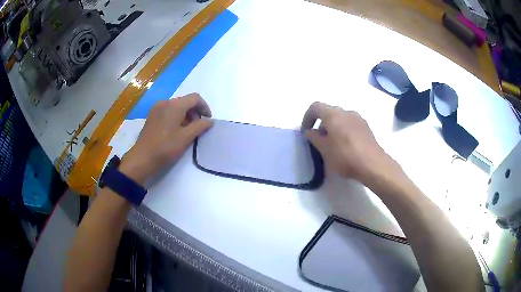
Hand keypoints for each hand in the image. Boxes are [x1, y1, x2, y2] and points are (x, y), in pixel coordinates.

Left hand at [119, 93, 212, 184]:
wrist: (142, 158)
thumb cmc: (166, 147)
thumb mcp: (186, 138)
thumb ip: (200, 126)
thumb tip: (210, 121)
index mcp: (174, 105)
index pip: (195, 98)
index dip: (204, 107)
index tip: (208, 121)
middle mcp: (165, 102)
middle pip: (185, 101)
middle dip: (195, 112)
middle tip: (198, 128)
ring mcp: (156, 109)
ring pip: (176, 107)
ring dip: (186, 115)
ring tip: (187, 131)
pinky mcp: (151, 116)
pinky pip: (168, 111)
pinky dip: (176, 117)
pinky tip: (175, 131)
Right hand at [302, 102, 392, 181]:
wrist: (373, 165)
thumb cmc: (345, 156)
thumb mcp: (324, 150)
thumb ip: (314, 138)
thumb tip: (310, 131)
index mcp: (333, 115)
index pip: (315, 107)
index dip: (307, 117)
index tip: (306, 131)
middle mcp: (346, 112)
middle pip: (329, 112)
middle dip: (321, 124)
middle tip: (319, 140)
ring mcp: (358, 119)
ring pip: (341, 118)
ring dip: (333, 128)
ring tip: (333, 145)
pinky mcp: (366, 127)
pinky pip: (350, 124)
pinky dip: (344, 131)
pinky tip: (346, 146)